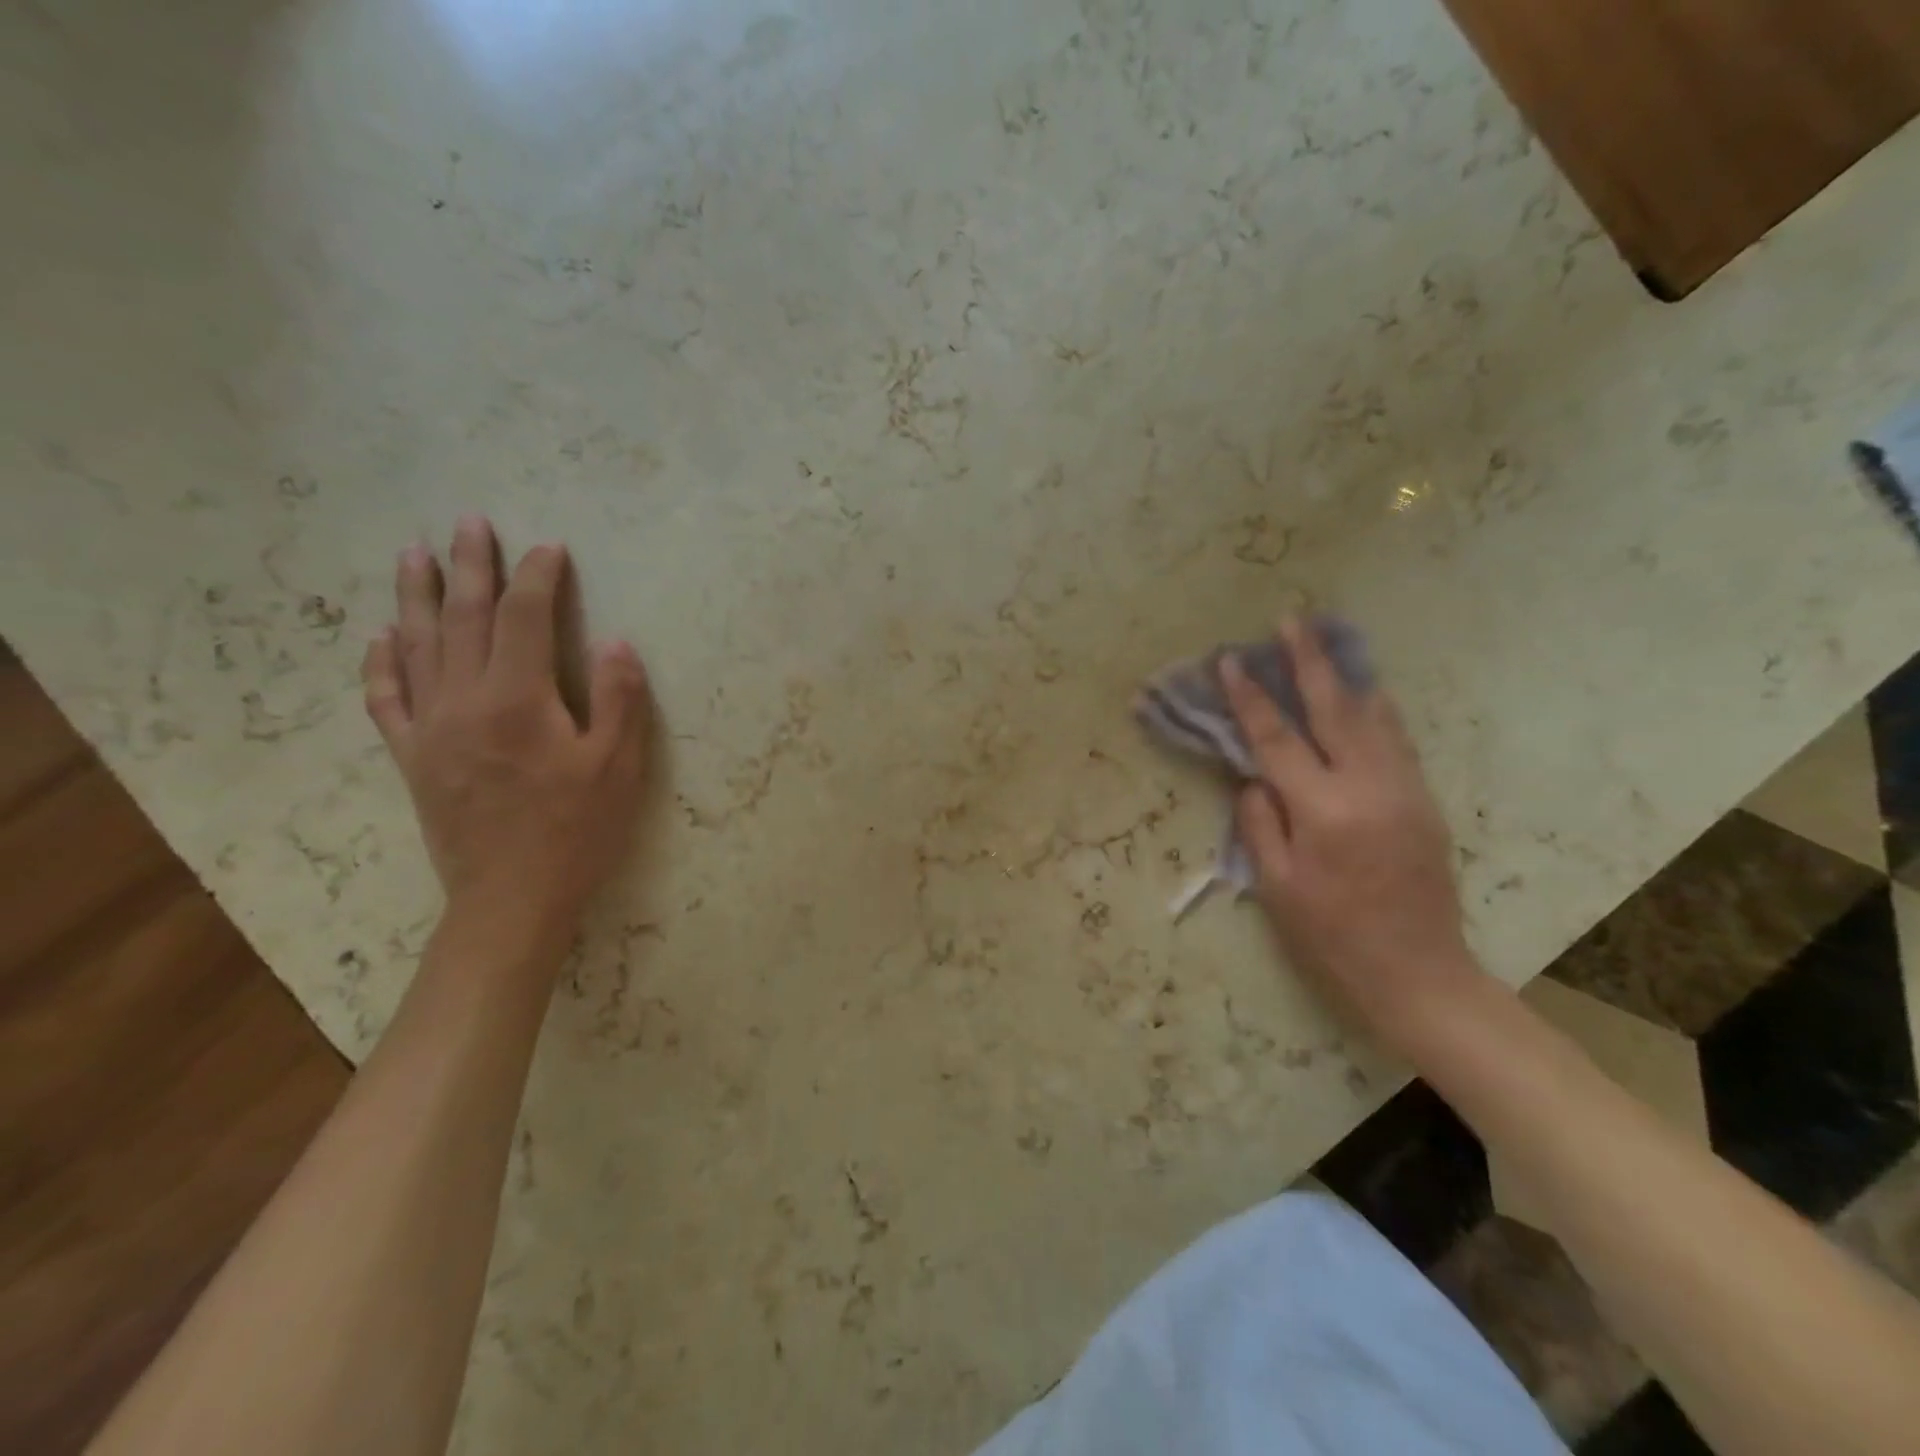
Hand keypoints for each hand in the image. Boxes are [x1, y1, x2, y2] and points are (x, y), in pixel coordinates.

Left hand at [362, 517, 650, 956]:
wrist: (512, 899)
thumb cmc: (577, 831)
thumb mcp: (618, 767)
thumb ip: (618, 699)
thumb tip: (616, 642)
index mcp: (519, 699)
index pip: (527, 619)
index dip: (540, 578)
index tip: (552, 548)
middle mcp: (464, 701)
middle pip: (465, 618)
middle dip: (472, 567)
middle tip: (470, 523)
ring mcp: (431, 729)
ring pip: (416, 647)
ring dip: (416, 596)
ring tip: (414, 554)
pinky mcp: (414, 758)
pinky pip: (387, 699)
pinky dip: (381, 663)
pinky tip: (381, 638)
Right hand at [1221, 619, 1481, 1056]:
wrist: (1417, 973)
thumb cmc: (1331, 936)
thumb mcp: (1276, 885)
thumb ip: (1260, 823)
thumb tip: (1252, 778)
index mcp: (1323, 811)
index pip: (1277, 740)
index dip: (1250, 698)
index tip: (1230, 661)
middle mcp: (1369, 788)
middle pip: (1334, 709)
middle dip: (1309, 661)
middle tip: (1292, 621)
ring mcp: (1404, 790)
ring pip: (1374, 716)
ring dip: (1346, 675)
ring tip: (1327, 641)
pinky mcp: (1423, 800)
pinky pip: (1396, 740)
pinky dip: (1375, 709)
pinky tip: (1364, 693)